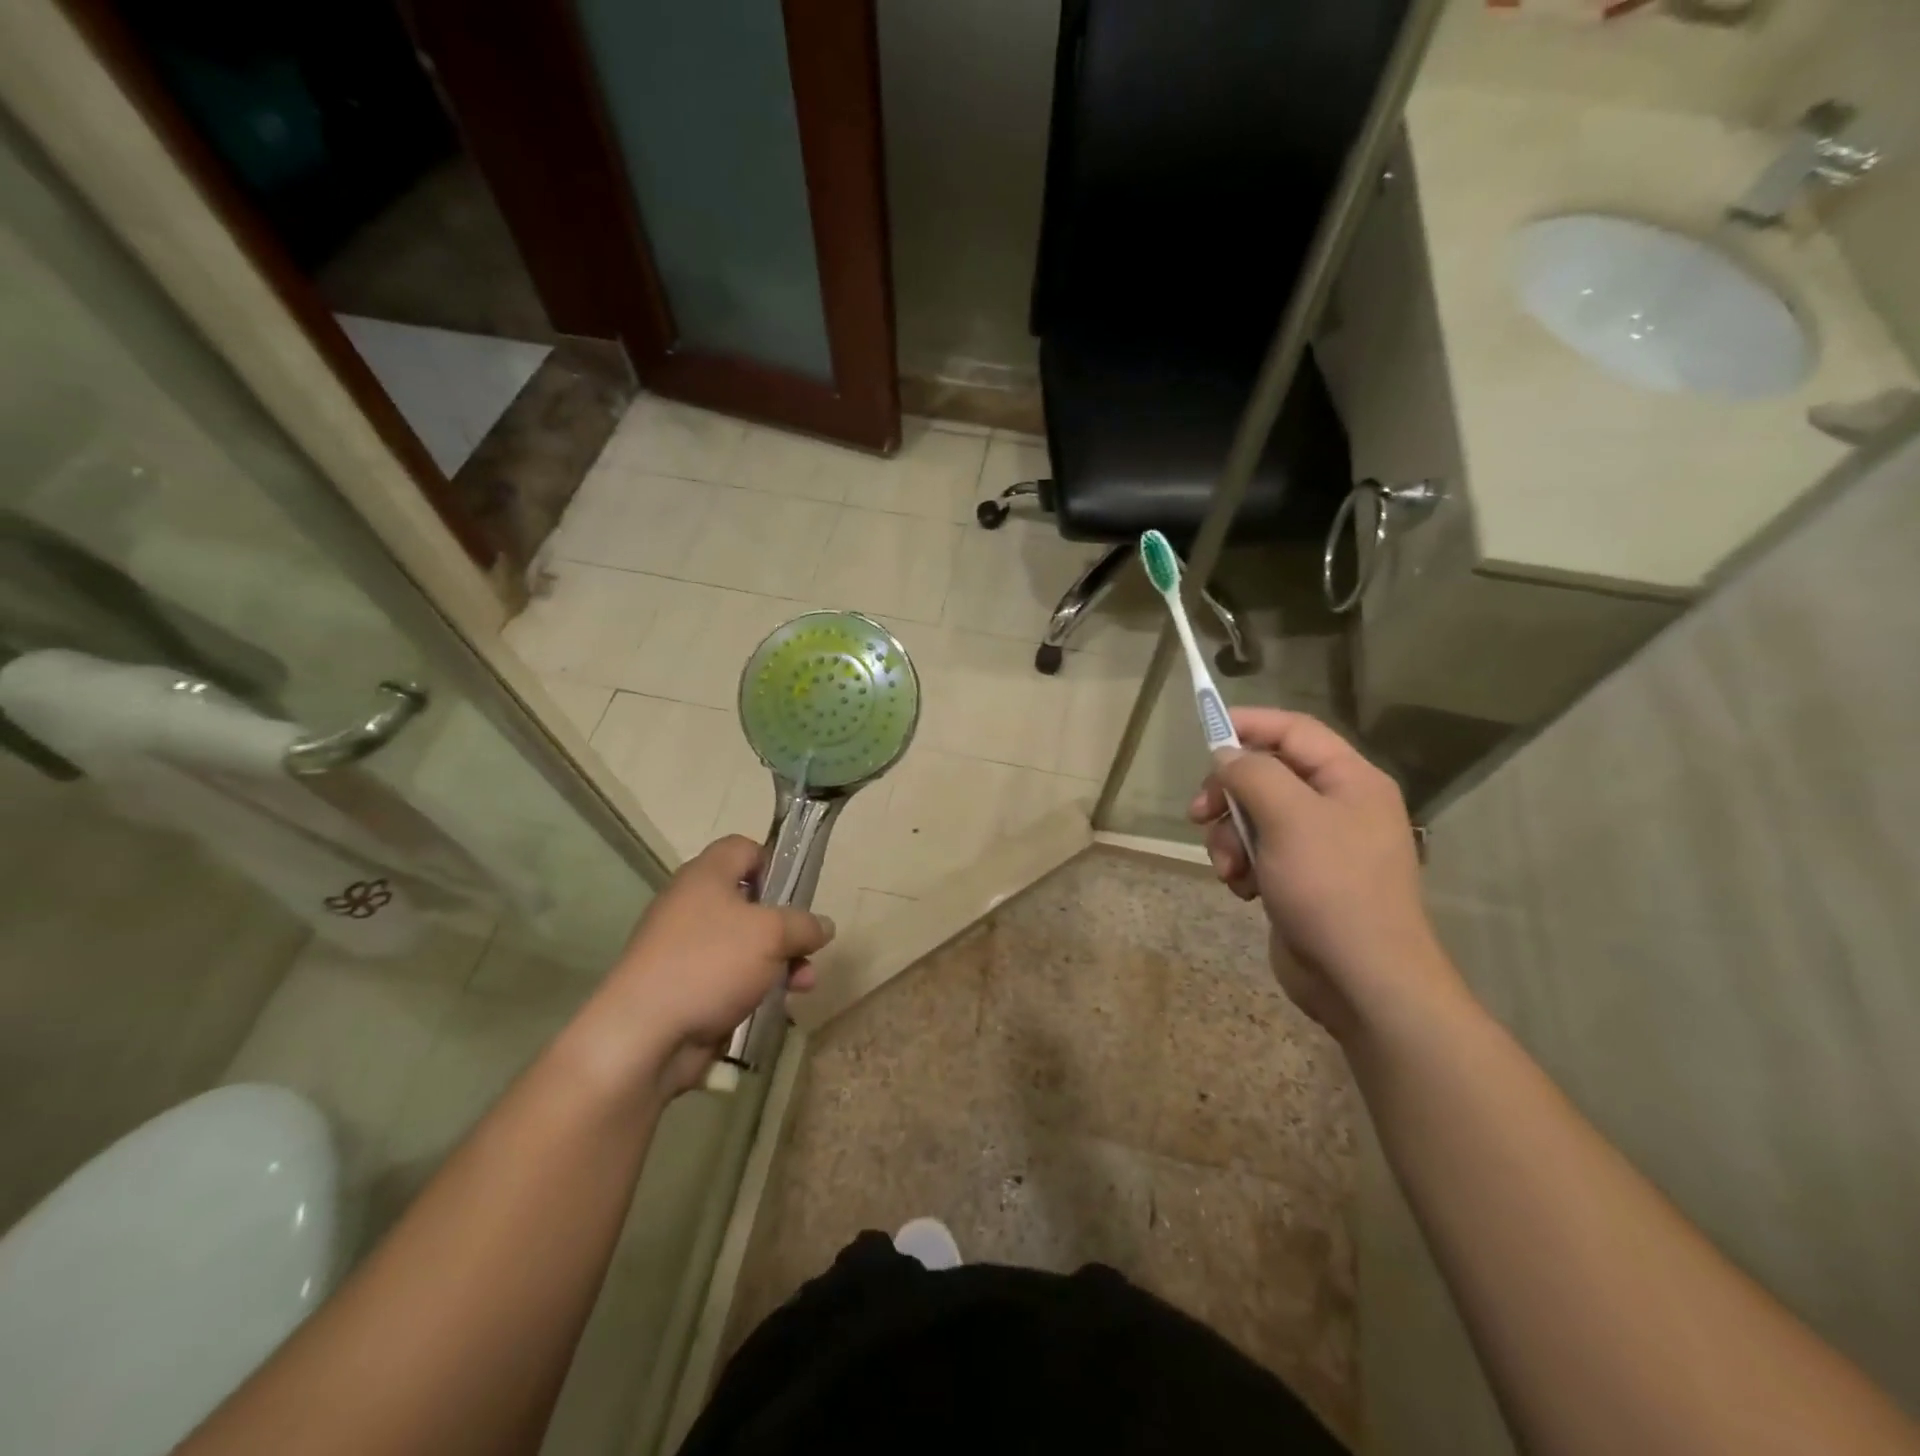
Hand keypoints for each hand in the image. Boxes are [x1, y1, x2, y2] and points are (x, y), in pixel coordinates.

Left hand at [571, 836, 835, 1097]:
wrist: (643, 1035)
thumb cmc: (710, 963)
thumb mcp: (772, 934)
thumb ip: (804, 924)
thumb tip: (823, 925)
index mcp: (706, 876)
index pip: (743, 848)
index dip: (773, 863)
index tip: (796, 893)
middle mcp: (692, 905)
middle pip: (750, 901)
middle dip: (787, 926)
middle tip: (808, 946)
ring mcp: (686, 948)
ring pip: (746, 944)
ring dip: (781, 961)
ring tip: (804, 984)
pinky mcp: (685, 986)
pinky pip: (731, 977)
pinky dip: (757, 986)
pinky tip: (779, 1005)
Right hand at [1188, 709, 1456, 1038]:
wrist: (1362, 980)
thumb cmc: (1330, 887)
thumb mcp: (1288, 818)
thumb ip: (1252, 773)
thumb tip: (1226, 756)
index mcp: (1349, 779)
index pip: (1293, 731)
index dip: (1248, 724)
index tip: (1204, 735)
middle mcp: (1336, 805)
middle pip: (1266, 774)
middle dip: (1228, 794)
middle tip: (1198, 814)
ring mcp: (1318, 845)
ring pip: (1253, 816)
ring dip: (1229, 837)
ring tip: (1229, 869)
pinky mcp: (1299, 878)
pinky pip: (1257, 852)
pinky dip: (1242, 865)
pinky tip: (1243, 889)